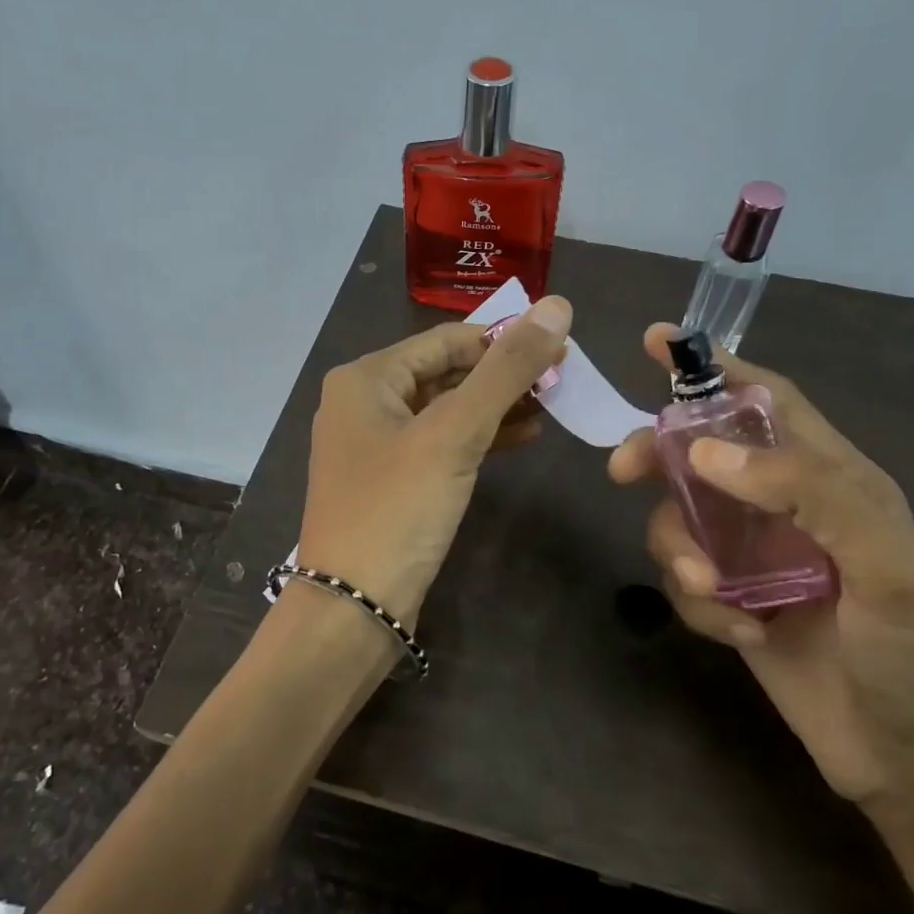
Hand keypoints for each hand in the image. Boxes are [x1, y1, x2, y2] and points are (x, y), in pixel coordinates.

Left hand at [298, 296, 571, 625]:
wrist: (352, 608)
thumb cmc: (397, 510)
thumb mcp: (454, 433)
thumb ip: (506, 369)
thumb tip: (557, 306)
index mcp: (366, 378)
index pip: (447, 339)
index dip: (504, 339)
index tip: (560, 347)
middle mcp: (364, 403)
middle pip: (445, 372)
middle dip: (502, 376)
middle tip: (561, 380)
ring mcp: (375, 445)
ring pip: (445, 410)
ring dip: (495, 407)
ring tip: (551, 406)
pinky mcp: (391, 482)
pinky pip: (440, 444)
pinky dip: (478, 439)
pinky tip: (521, 438)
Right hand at [609, 325, 913, 807]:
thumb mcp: (886, 564)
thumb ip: (807, 490)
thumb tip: (706, 452)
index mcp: (833, 478)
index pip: (768, 401)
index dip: (714, 368)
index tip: (654, 343)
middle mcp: (786, 507)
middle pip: (701, 455)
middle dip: (659, 456)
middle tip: (622, 470)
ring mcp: (755, 556)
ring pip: (680, 520)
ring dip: (680, 551)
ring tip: (715, 593)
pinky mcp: (734, 601)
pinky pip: (686, 580)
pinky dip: (700, 602)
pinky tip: (742, 634)